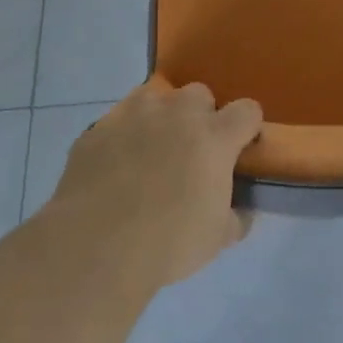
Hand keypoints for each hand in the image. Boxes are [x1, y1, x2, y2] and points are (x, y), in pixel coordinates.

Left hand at [48, 80, 262, 286]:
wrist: (95, 248)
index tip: (240, 149)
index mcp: (214, 136)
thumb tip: (240, 211)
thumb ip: (236, 216)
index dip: (247, 128)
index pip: (247, 110)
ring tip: (150, 152)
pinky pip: (118, 120)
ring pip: (156, 97)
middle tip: (191, 152)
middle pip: (200, 94)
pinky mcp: (98, 128)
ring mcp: (134, 115)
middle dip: (201, 116)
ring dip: (160, 118)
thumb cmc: (168, 242)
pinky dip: (123, 136)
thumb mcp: (217, 238)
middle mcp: (177, 113)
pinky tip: (115, 166)